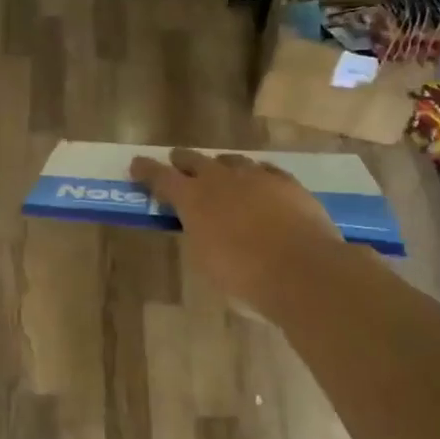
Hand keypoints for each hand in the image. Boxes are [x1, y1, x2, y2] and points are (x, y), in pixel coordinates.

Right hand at [131, 149, 345, 318]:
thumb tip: (200, 227)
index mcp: (193, 200)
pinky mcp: (287, 182)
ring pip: (231, 161)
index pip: (161, 177)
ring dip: (220, 166)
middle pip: (195, 160)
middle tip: (176, 163)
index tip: (136, 165)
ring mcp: (257, 177)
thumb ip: (198, 236)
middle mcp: (221, 179)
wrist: (303, 271)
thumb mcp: (206, 262)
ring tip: (219, 173)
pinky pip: (264, 170)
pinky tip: (259, 182)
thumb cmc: (245, 278)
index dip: (146, 170)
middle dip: (182, 161)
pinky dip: (255, 175)